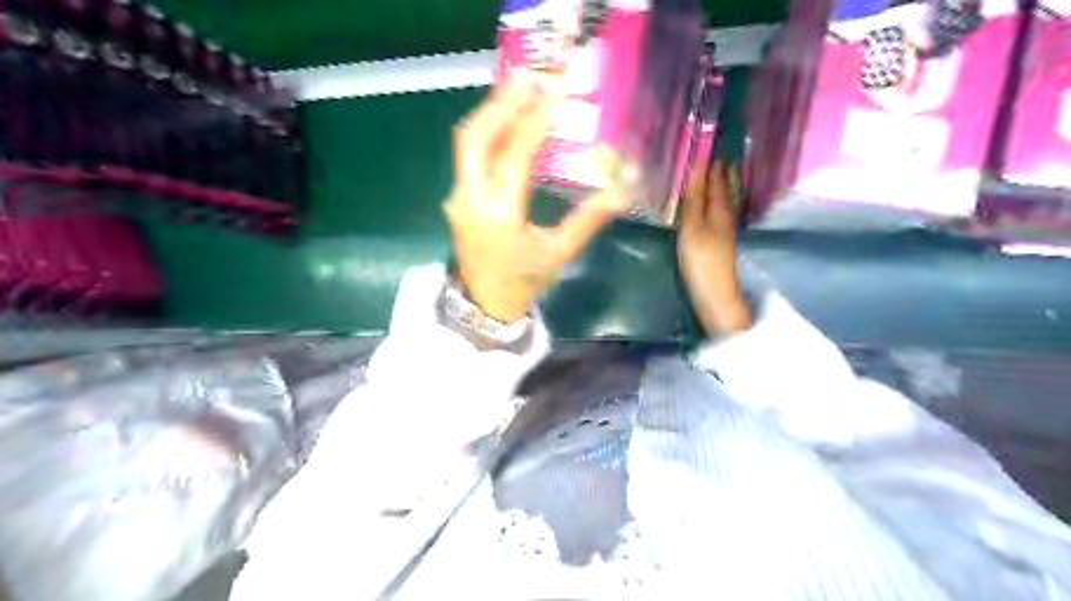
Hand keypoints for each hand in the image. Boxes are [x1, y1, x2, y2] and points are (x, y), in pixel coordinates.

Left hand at [445, 70, 629, 321]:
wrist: (484, 304)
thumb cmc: (523, 282)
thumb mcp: (559, 254)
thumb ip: (588, 219)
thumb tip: (624, 190)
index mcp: (499, 217)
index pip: (514, 157)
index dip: (535, 122)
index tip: (557, 93)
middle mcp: (470, 200)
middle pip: (476, 137)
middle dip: (503, 102)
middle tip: (533, 77)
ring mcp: (458, 197)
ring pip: (468, 141)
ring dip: (493, 111)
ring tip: (521, 87)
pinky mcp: (457, 196)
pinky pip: (470, 154)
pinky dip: (489, 129)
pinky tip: (509, 118)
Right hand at [677, 160, 752, 338]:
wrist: (715, 294)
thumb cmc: (702, 260)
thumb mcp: (693, 226)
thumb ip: (694, 198)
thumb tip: (698, 166)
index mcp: (721, 207)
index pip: (717, 176)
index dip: (712, 160)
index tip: (707, 141)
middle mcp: (727, 213)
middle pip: (726, 186)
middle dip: (722, 169)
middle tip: (715, 150)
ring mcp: (725, 228)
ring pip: (725, 198)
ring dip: (721, 183)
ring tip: (717, 169)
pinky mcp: (720, 240)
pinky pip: (720, 209)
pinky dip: (716, 198)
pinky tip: (711, 201)